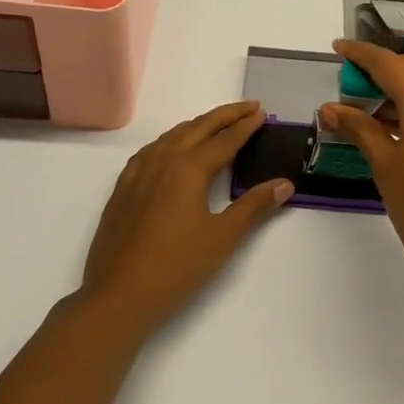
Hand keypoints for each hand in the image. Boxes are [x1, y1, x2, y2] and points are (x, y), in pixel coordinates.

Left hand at [80, 101, 291, 332]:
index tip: (262, 113)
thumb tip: (284, 184)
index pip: (224, 140)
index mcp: (188, 168)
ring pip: (171, 136)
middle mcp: (162, 161)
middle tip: (248, 108)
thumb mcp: (223, 237)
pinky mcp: (123, 188)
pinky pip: (151, 151)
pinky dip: (171, 141)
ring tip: (217, 124)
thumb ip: (254, 206)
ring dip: (197, 125)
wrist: (119, 295)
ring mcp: (137, 173)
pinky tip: (173, 150)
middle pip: (197, 128)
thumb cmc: (177, 267)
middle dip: (224, 116)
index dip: (245, 126)